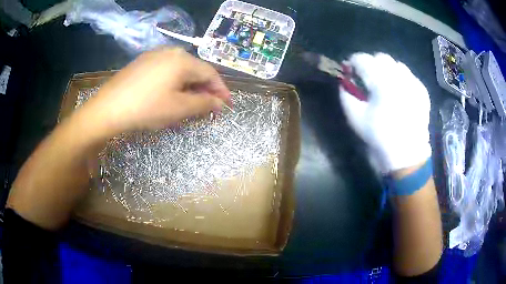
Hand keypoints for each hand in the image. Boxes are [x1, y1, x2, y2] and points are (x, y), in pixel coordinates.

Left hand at [80, 47, 230, 135]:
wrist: (108, 108)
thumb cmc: (146, 108)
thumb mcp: (179, 108)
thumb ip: (204, 104)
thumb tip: (220, 103)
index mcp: (183, 60)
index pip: (211, 73)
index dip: (221, 90)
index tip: (227, 105)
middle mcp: (171, 51)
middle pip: (195, 70)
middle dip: (205, 90)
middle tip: (208, 108)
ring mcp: (155, 54)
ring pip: (181, 70)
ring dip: (189, 87)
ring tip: (190, 103)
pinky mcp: (143, 62)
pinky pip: (166, 70)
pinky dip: (174, 83)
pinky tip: (170, 94)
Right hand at [340, 53, 430, 172]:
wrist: (407, 155)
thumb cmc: (380, 137)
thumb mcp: (355, 118)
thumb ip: (346, 95)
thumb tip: (344, 81)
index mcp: (382, 82)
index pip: (363, 59)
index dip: (353, 62)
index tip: (349, 71)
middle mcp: (400, 76)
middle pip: (381, 57)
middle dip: (371, 64)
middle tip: (368, 79)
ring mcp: (413, 82)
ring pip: (396, 64)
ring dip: (387, 70)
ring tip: (385, 85)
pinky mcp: (422, 90)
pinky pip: (409, 75)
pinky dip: (401, 78)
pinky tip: (399, 93)